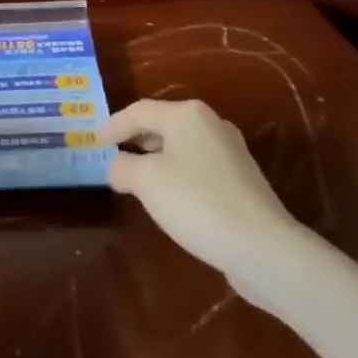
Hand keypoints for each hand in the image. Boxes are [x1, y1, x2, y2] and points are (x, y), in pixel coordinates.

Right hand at [102, 99, 297, 279]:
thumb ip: (123, 167)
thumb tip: (117, 166)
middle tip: (113, 153)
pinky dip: (176, 174)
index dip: (113, 125)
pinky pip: (197, 167)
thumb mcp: (146, 182)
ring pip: (181, 146)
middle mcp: (211, 124)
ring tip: (136, 176)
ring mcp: (230, 152)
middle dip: (136, 138)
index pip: (139, 111)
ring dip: (156, 158)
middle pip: (163, 124)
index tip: (95, 141)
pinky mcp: (241, 180)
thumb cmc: (197, 202)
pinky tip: (169, 196)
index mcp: (187, 115)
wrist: (262, 247)